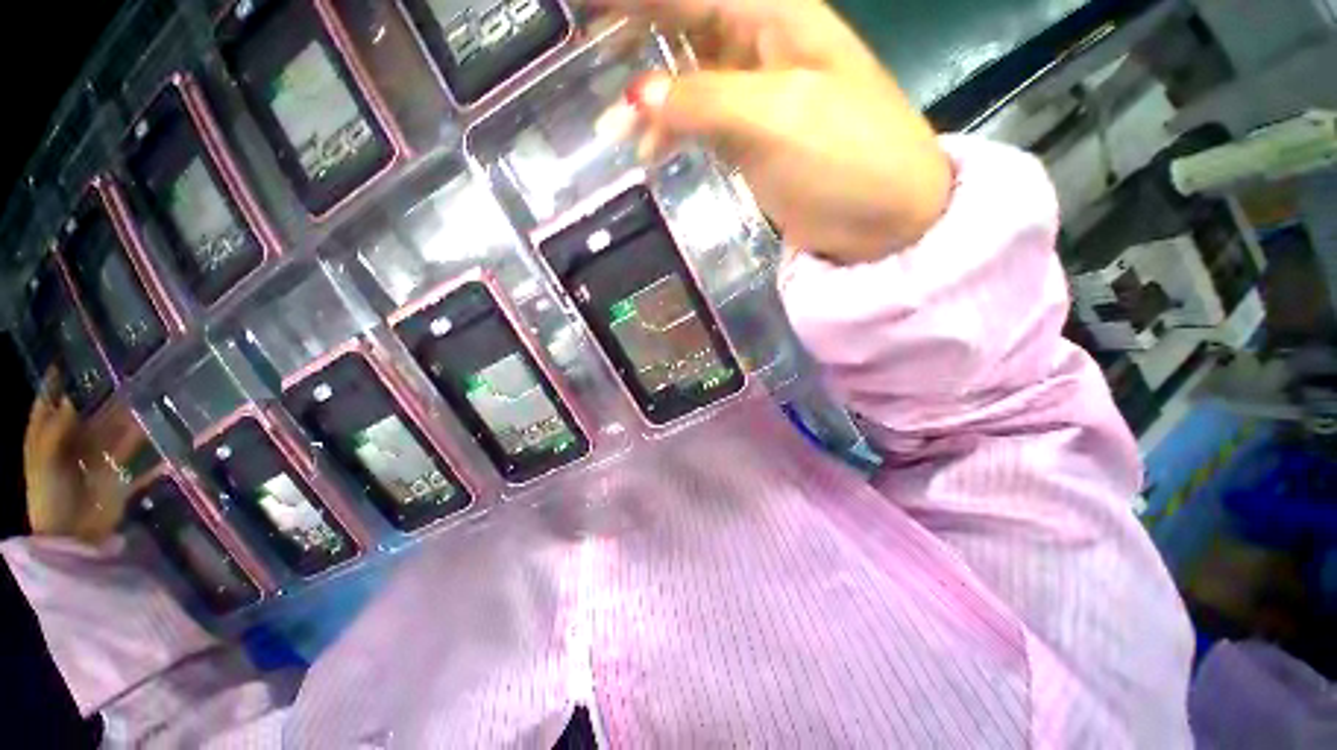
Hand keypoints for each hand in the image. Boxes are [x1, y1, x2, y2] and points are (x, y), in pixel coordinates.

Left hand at [23, 371, 142, 543]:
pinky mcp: (114, 467)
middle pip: (80, 412)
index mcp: (44, 439)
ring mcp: (93, 456)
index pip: (46, 405)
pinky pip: (126, 446)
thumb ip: (54, 432)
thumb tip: (69, 401)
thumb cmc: (49, 496)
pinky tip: (146, 420)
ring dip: (118, 412)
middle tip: (110, 371)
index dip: (52, 385)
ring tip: (136, 389)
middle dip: (93, 394)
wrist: (73, 534)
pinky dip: (135, 434)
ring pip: (106, 426)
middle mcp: (68, 442)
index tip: (64, 362)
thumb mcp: (44, 463)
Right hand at [597, 0, 952, 262]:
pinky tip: (649, 153)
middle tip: (585, 49)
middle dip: (633, 33)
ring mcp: (752, 97)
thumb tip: (635, 97)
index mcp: (775, 16)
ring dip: (648, 99)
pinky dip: (670, 135)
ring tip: (610, 129)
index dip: (640, 0)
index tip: (585, 7)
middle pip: (684, 24)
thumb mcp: (779, 118)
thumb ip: (705, 102)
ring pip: (685, 79)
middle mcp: (759, 46)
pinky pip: (697, 124)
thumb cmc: (847, 158)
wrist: (884, 220)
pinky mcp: (748, 141)